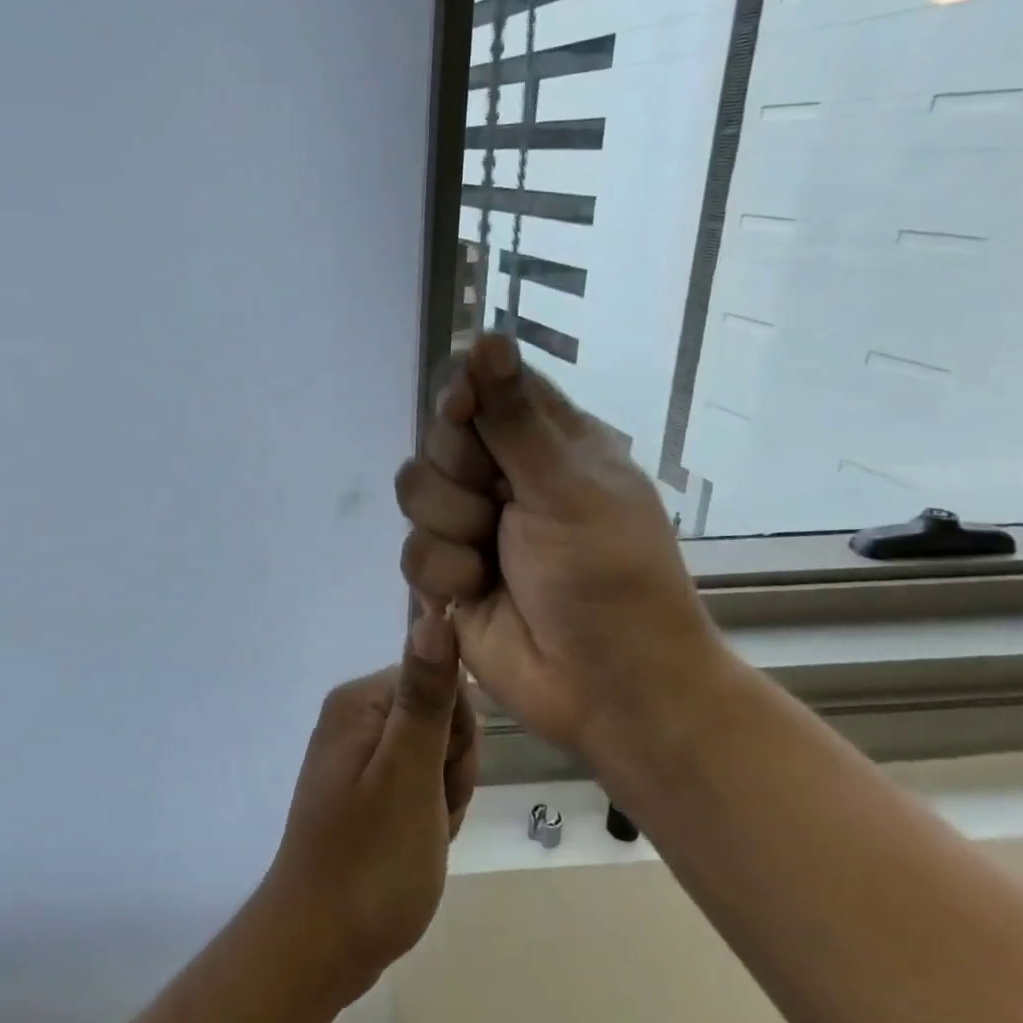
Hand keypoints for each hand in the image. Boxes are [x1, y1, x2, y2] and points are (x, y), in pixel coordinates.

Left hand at [257, 610, 477, 1001]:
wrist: (319, 945)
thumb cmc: (371, 860)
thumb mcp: (409, 774)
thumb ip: (426, 696)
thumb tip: (435, 613)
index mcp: (359, 701)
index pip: (440, 681)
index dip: (458, 735)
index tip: (444, 779)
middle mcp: (353, 716)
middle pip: (439, 718)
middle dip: (450, 770)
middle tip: (430, 814)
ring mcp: (356, 754)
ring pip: (435, 756)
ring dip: (442, 797)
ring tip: (420, 835)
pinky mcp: (362, 788)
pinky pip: (416, 784)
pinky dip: (428, 814)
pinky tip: (415, 844)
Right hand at [392, 333, 727, 762]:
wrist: (608, 686)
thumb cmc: (608, 576)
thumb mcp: (567, 487)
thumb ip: (513, 418)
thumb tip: (487, 336)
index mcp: (547, 441)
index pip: (485, 386)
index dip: (464, 395)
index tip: (463, 413)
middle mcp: (504, 475)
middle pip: (438, 438)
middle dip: (458, 473)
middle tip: (495, 501)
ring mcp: (473, 524)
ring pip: (415, 492)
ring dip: (450, 527)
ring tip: (489, 558)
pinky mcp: (448, 571)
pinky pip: (413, 550)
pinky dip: (444, 573)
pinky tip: (476, 592)